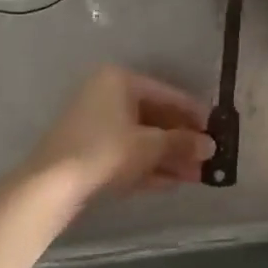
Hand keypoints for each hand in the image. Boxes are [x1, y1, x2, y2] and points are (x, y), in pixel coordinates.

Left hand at [28, 66, 213, 199]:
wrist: (51, 187)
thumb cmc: (105, 152)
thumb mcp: (150, 146)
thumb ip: (182, 143)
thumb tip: (211, 146)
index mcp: (119, 80)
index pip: (168, 94)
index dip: (194, 113)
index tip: (216, 130)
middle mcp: (106, 95)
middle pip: (154, 117)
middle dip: (181, 141)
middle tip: (207, 158)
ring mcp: (95, 123)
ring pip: (141, 138)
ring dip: (168, 156)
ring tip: (196, 175)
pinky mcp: (88, 151)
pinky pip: (126, 153)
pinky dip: (148, 165)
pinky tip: (172, 182)